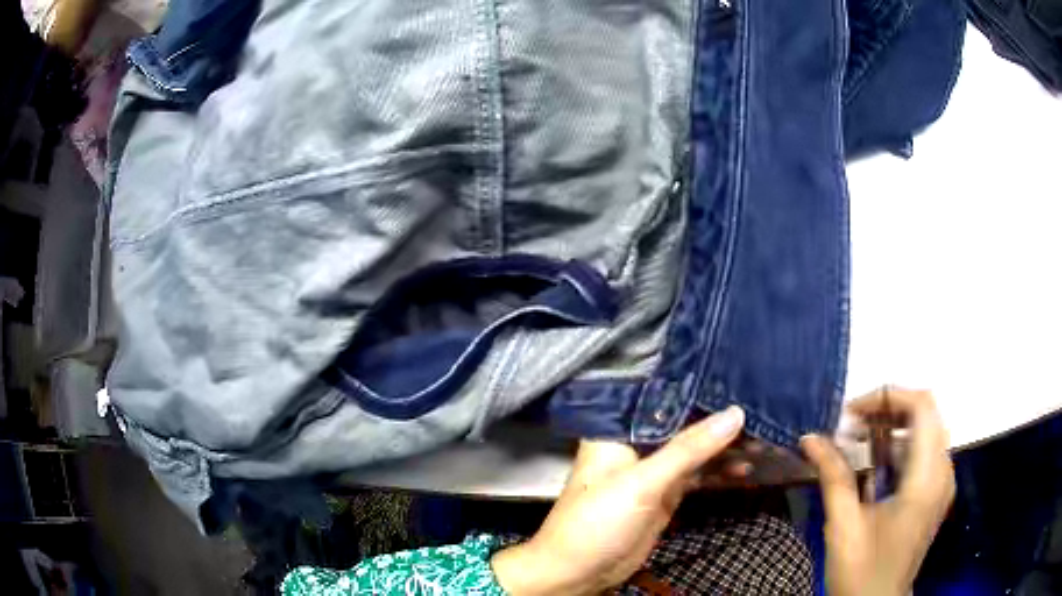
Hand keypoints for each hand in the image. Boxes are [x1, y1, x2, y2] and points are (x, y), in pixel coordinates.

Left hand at [491, 406, 746, 595]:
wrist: (580, 573)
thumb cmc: (598, 521)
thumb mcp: (642, 482)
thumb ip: (688, 449)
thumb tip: (734, 413)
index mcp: (619, 430)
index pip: (664, 398)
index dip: (700, 389)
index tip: (739, 377)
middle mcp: (637, 445)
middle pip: (684, 424)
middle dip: (719, 420)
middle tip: (760, 411)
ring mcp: (653, 472)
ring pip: (695, 451)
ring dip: (724, 447)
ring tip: (761, 439)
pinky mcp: (665, 495)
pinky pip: (698, 476)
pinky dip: (719, 472)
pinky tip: (745, 467)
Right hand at [801, 388, 955, 595]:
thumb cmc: (862, 571)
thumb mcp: (844, 526)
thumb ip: (833, 476)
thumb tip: (810, 438)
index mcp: (927, 477)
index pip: (922, 407)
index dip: (888, 396)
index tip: (851, 413)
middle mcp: (942, 471)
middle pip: (926, 414)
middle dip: (888, 410)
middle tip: (851, 425)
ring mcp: (941, 483)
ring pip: (926, 431)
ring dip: (892, 427)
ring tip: (857, 441)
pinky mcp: (934, 494)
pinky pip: (923, 452)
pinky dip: (899, 446)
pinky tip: (874, 464)